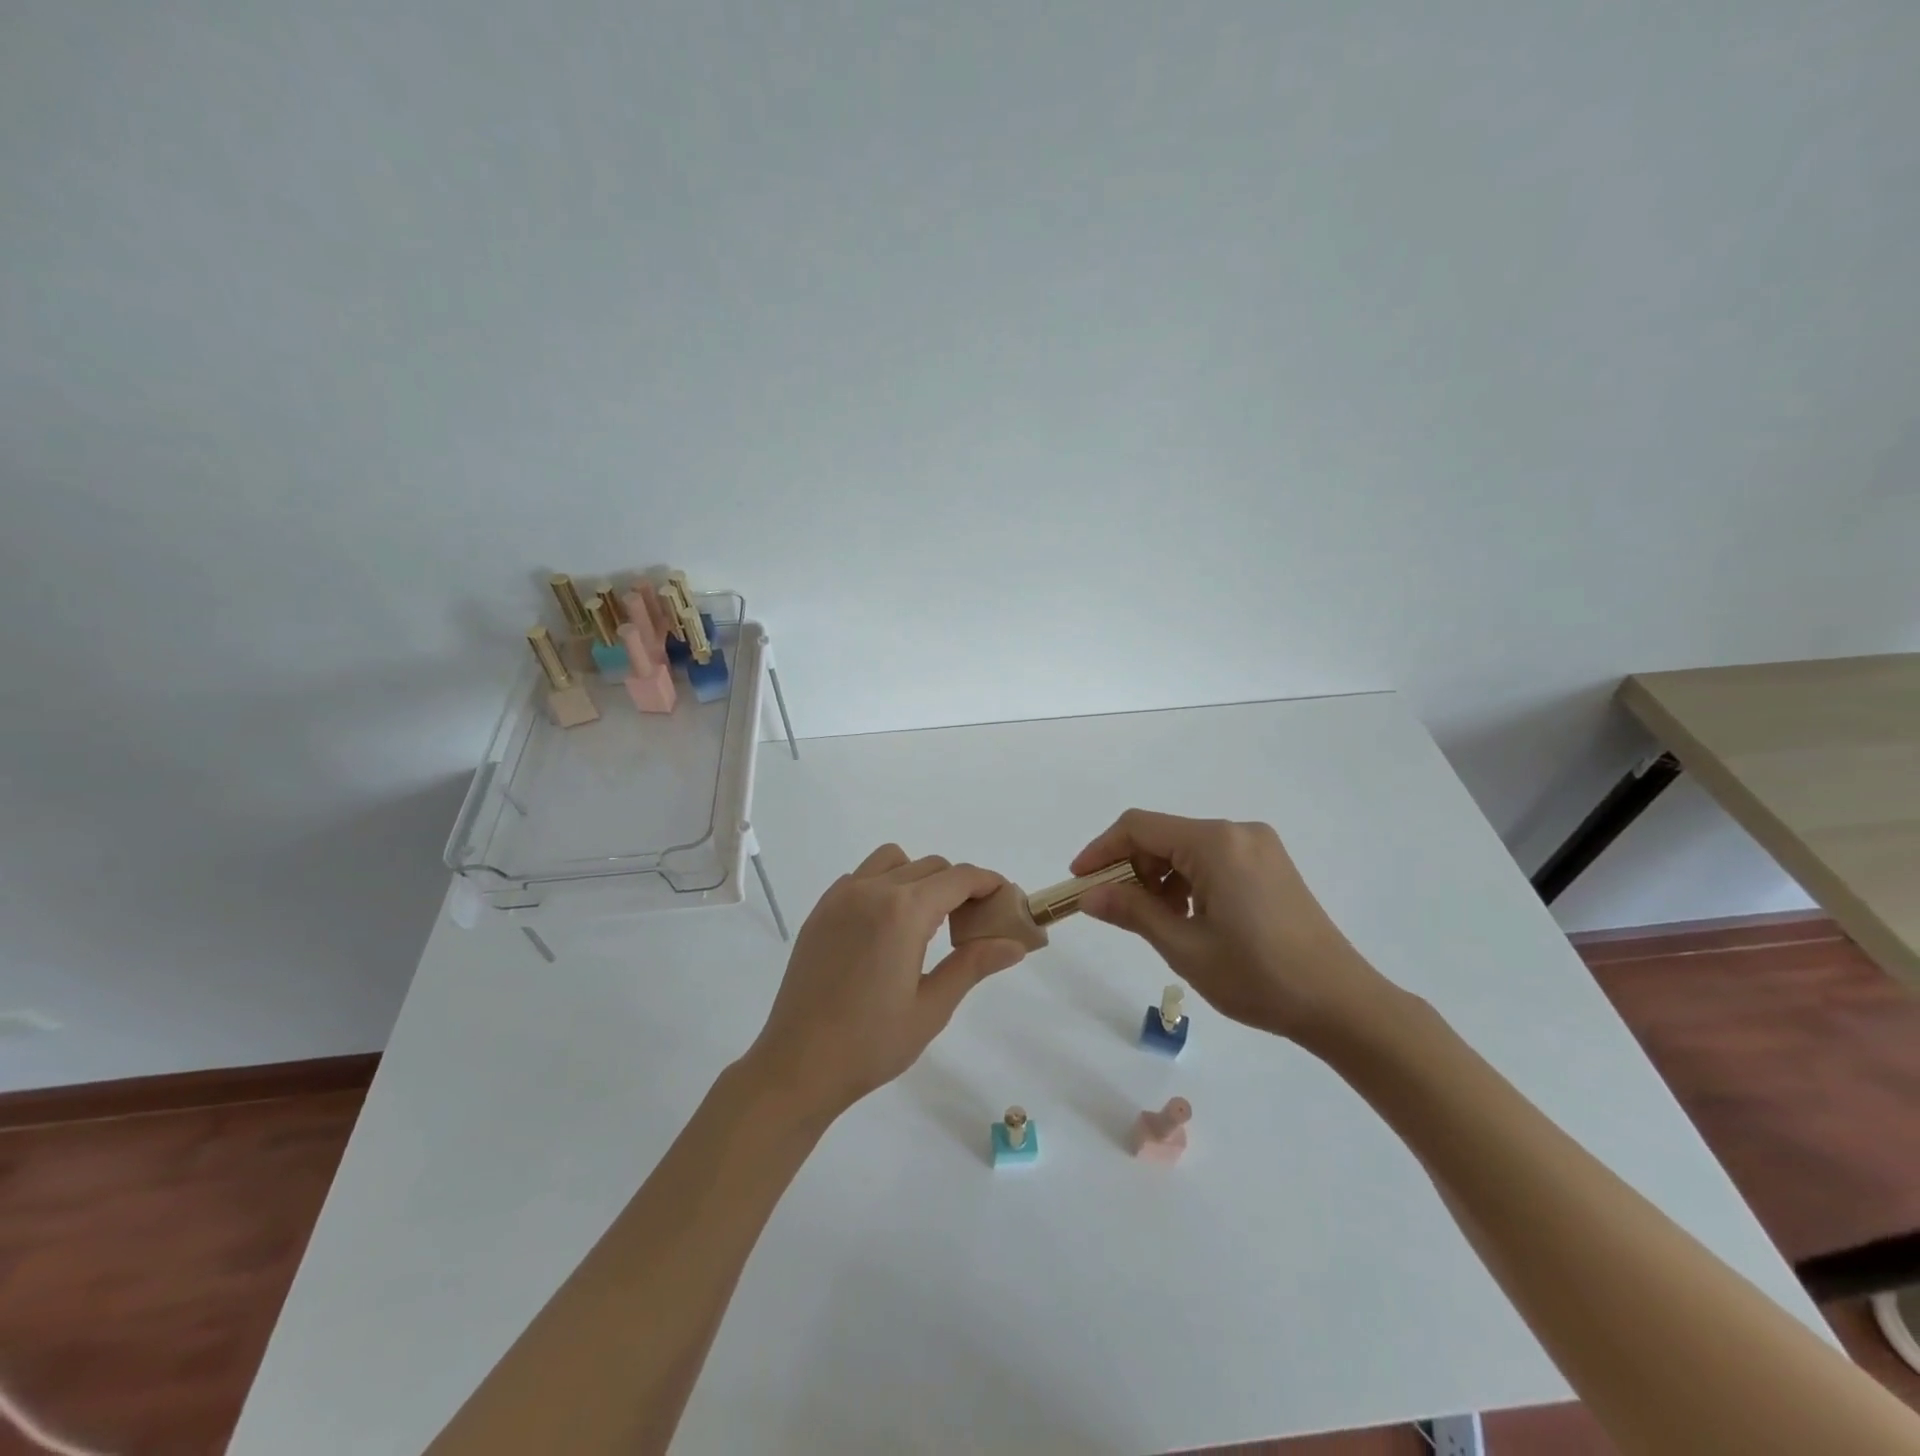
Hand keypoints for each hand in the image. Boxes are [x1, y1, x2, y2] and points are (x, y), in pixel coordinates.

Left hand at [743, 845, 1030, 1121]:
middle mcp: (872, 890)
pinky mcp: (821, 910)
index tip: (1005, 900)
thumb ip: (973, 965)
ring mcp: (841, 896)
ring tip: (926, 921)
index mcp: (903, 911)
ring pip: (893, 861)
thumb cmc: (871, 1043)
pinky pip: (862, 877)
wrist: (797, 1065)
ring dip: (919, 877)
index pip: (959, 878)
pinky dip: (884, 885)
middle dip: (958, 885)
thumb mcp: (932, 1007)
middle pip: (930, 866)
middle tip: (971, 923)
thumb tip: (1014, 944)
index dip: (988, 883)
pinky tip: (886, 927)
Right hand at [1072, 809, 1392, 1047]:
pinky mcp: (1271, 865)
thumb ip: (1132, 911)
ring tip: (1155, 921)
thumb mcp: (1184, 946)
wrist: (1341, 1003)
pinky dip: (1188, 880)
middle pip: (1163, 835)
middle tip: (1115, 910)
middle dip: (1131, 868)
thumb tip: (1088, 895)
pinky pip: (1213, 859)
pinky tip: (1189, 917)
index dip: (1101, 850)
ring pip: (1187, 848)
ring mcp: (1259, 847)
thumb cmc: (1257, 976)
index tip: (1079, 882)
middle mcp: (1238, 832)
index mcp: (1216, 843)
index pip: (1139, 827)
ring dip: (1159, 877)